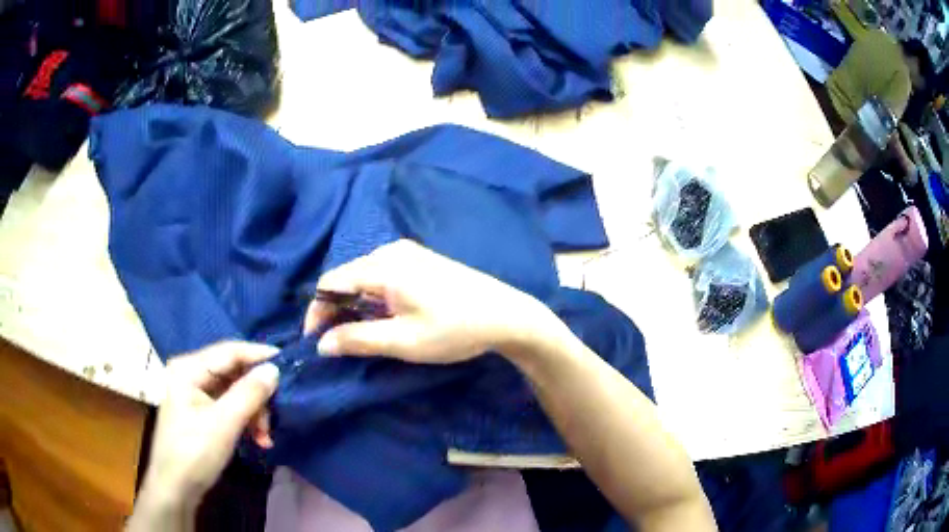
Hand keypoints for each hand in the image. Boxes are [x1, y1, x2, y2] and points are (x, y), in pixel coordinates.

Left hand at [129, 342, 278, 528]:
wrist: (175, 488)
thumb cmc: (194, 453)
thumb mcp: (223, 424)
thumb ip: (249, 394)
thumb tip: (274, 369)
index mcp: (188, 369)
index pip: (229, 351)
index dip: (259, 355)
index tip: (289, 362)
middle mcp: (191, 374)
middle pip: (234, 373)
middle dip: (257, 395)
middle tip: (276, 416)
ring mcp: (195, 394)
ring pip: (235, 392)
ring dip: (254, 412)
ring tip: (266, 437)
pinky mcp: (202, 412)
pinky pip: (230, 407)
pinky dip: (246, 421)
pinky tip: (258, 439)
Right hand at [306, 240, 557, 363]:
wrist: (507, 315)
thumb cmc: (454, 330)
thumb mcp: (403, 341)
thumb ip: (358, 339)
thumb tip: (321, 344)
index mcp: (383, 266)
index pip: (331, 282)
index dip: (317, 310)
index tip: (315, 340)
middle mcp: (391, 251)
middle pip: (346, 276)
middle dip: (334, 308)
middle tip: (335, 341)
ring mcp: (408, 252)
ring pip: (363, 276)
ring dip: (353, 303)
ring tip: (356, 333)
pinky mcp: (420, 260)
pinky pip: (382, 275)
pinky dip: (372, 296)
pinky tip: (381, 316)